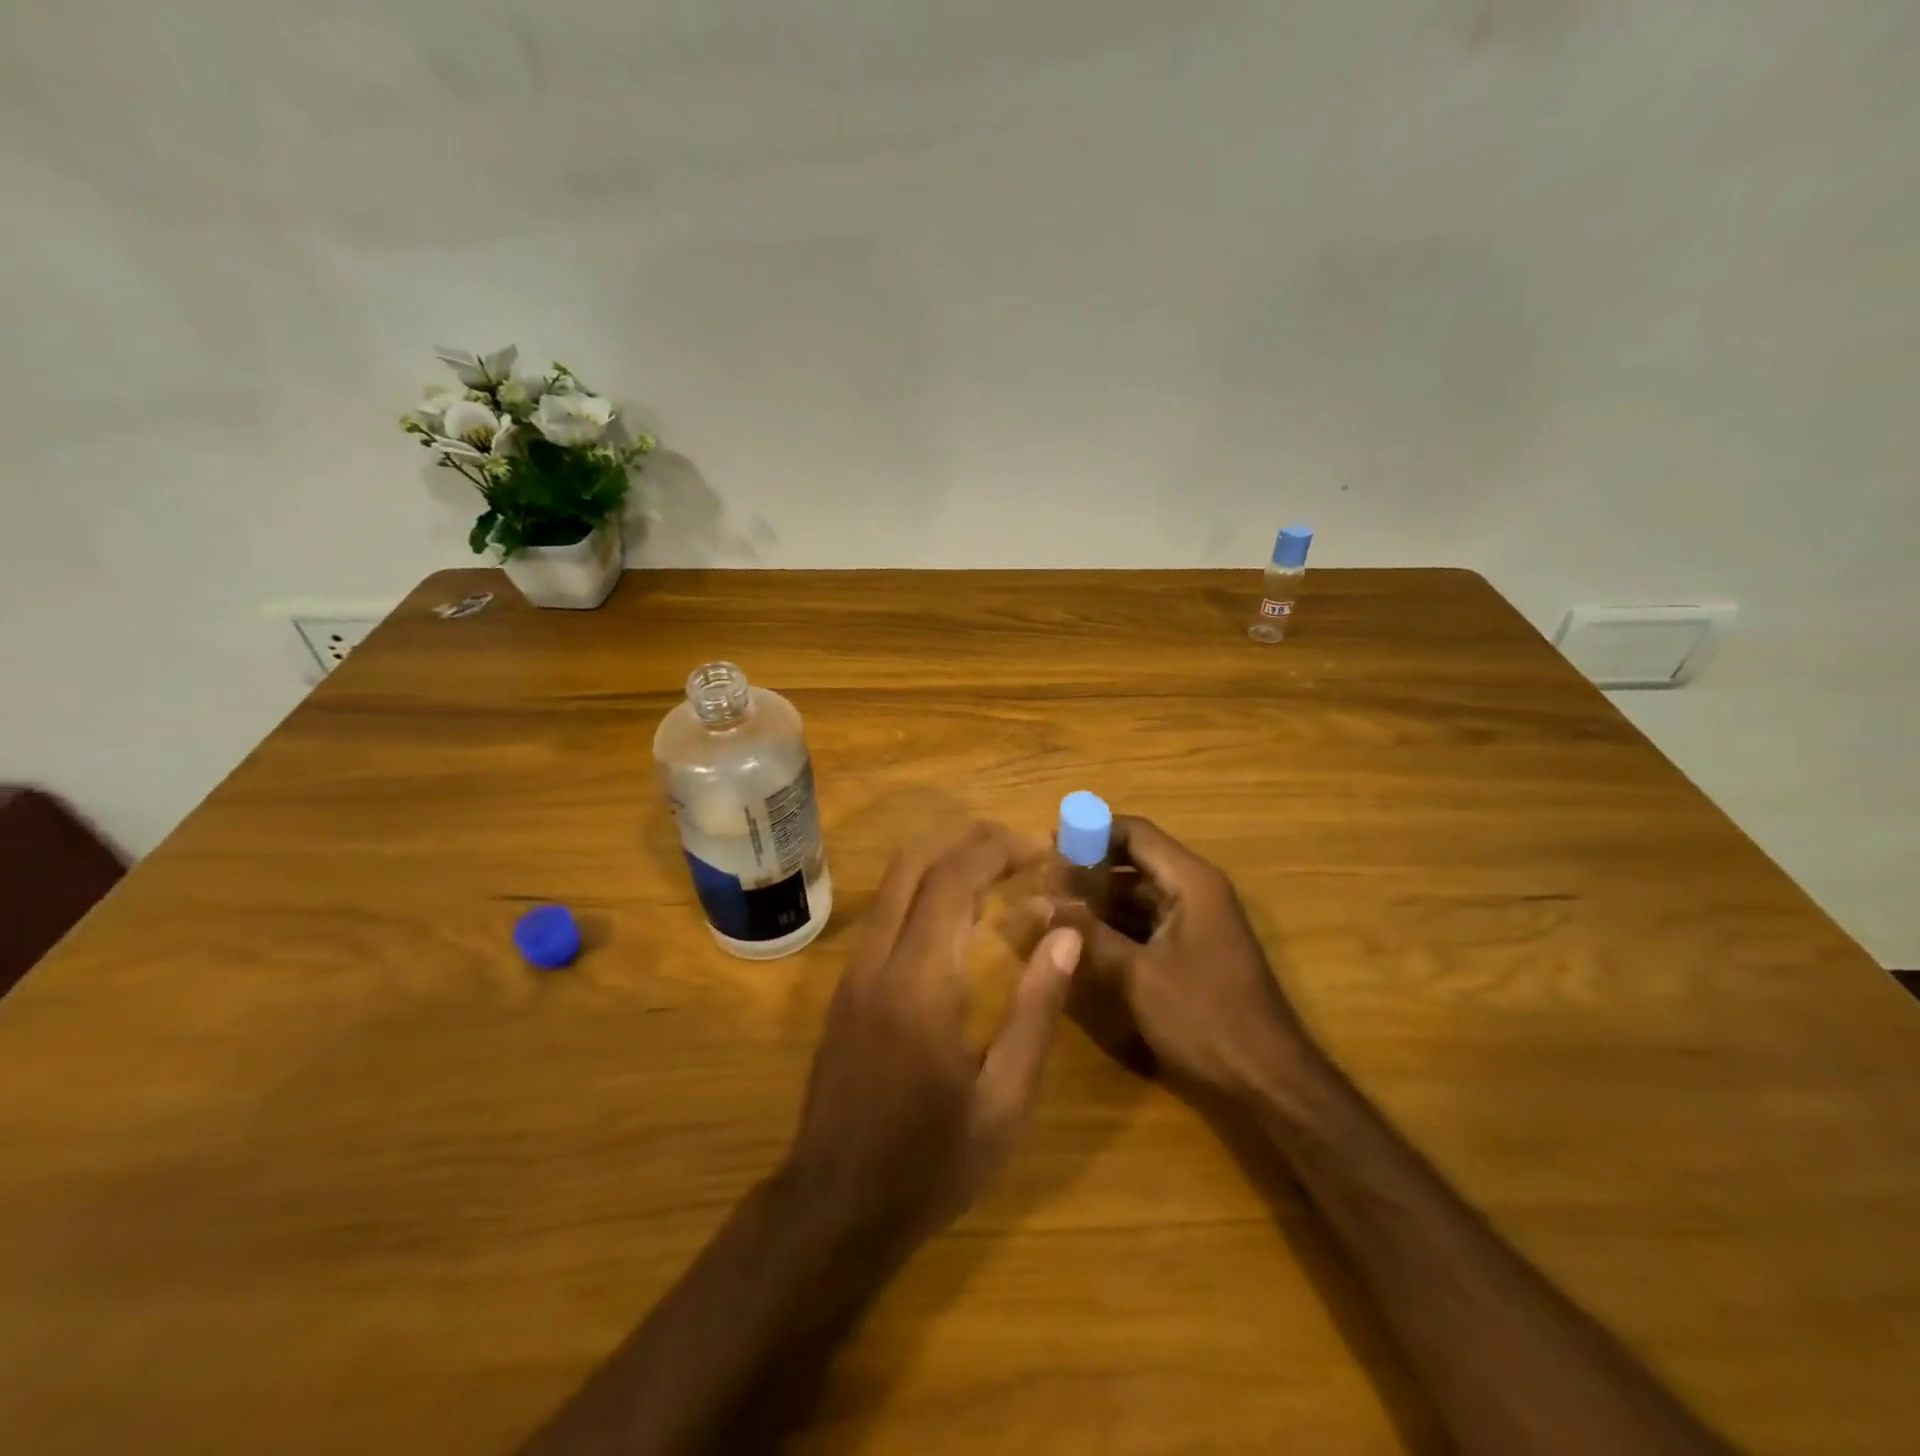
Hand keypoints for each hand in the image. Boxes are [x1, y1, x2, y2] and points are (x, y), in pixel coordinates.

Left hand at [784, 821, 1083, 1250]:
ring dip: (944, 860)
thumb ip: (1037, 1012)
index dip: (997, 850)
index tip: (1040, 849)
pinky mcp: (845, 988)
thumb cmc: (931, 1163)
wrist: (835, 1207)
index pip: (952, 881)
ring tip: (998, 870)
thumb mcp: (1004, 1101)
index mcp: (919, 984)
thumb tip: (1066, 937)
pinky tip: (959, 914)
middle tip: (1020, 848)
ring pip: (892, 884)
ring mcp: (852, 972)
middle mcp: (877, 962)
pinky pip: (885, 914)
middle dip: (968, 840)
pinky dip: (924, 890)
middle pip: (912, 863)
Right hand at [1052, 816, 1314, 1099]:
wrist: (1267, 1080)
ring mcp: (1196, 920)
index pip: (1134, 832)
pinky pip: (1146, 920)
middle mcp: (1195, 890)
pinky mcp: (1191, 948)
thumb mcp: (1136, 975)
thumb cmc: (1204, 1018)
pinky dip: (1115, 923)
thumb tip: (1037, 902)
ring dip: (1098, 898)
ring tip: (1052, 908)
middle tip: (1042, 882)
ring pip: (1137, 893)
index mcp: (1190, 881)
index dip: (1090, 832)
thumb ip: (1086, 933)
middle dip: (1088, 868)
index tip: (1047, 846)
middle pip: (1134, 860)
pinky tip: (1081, 937)